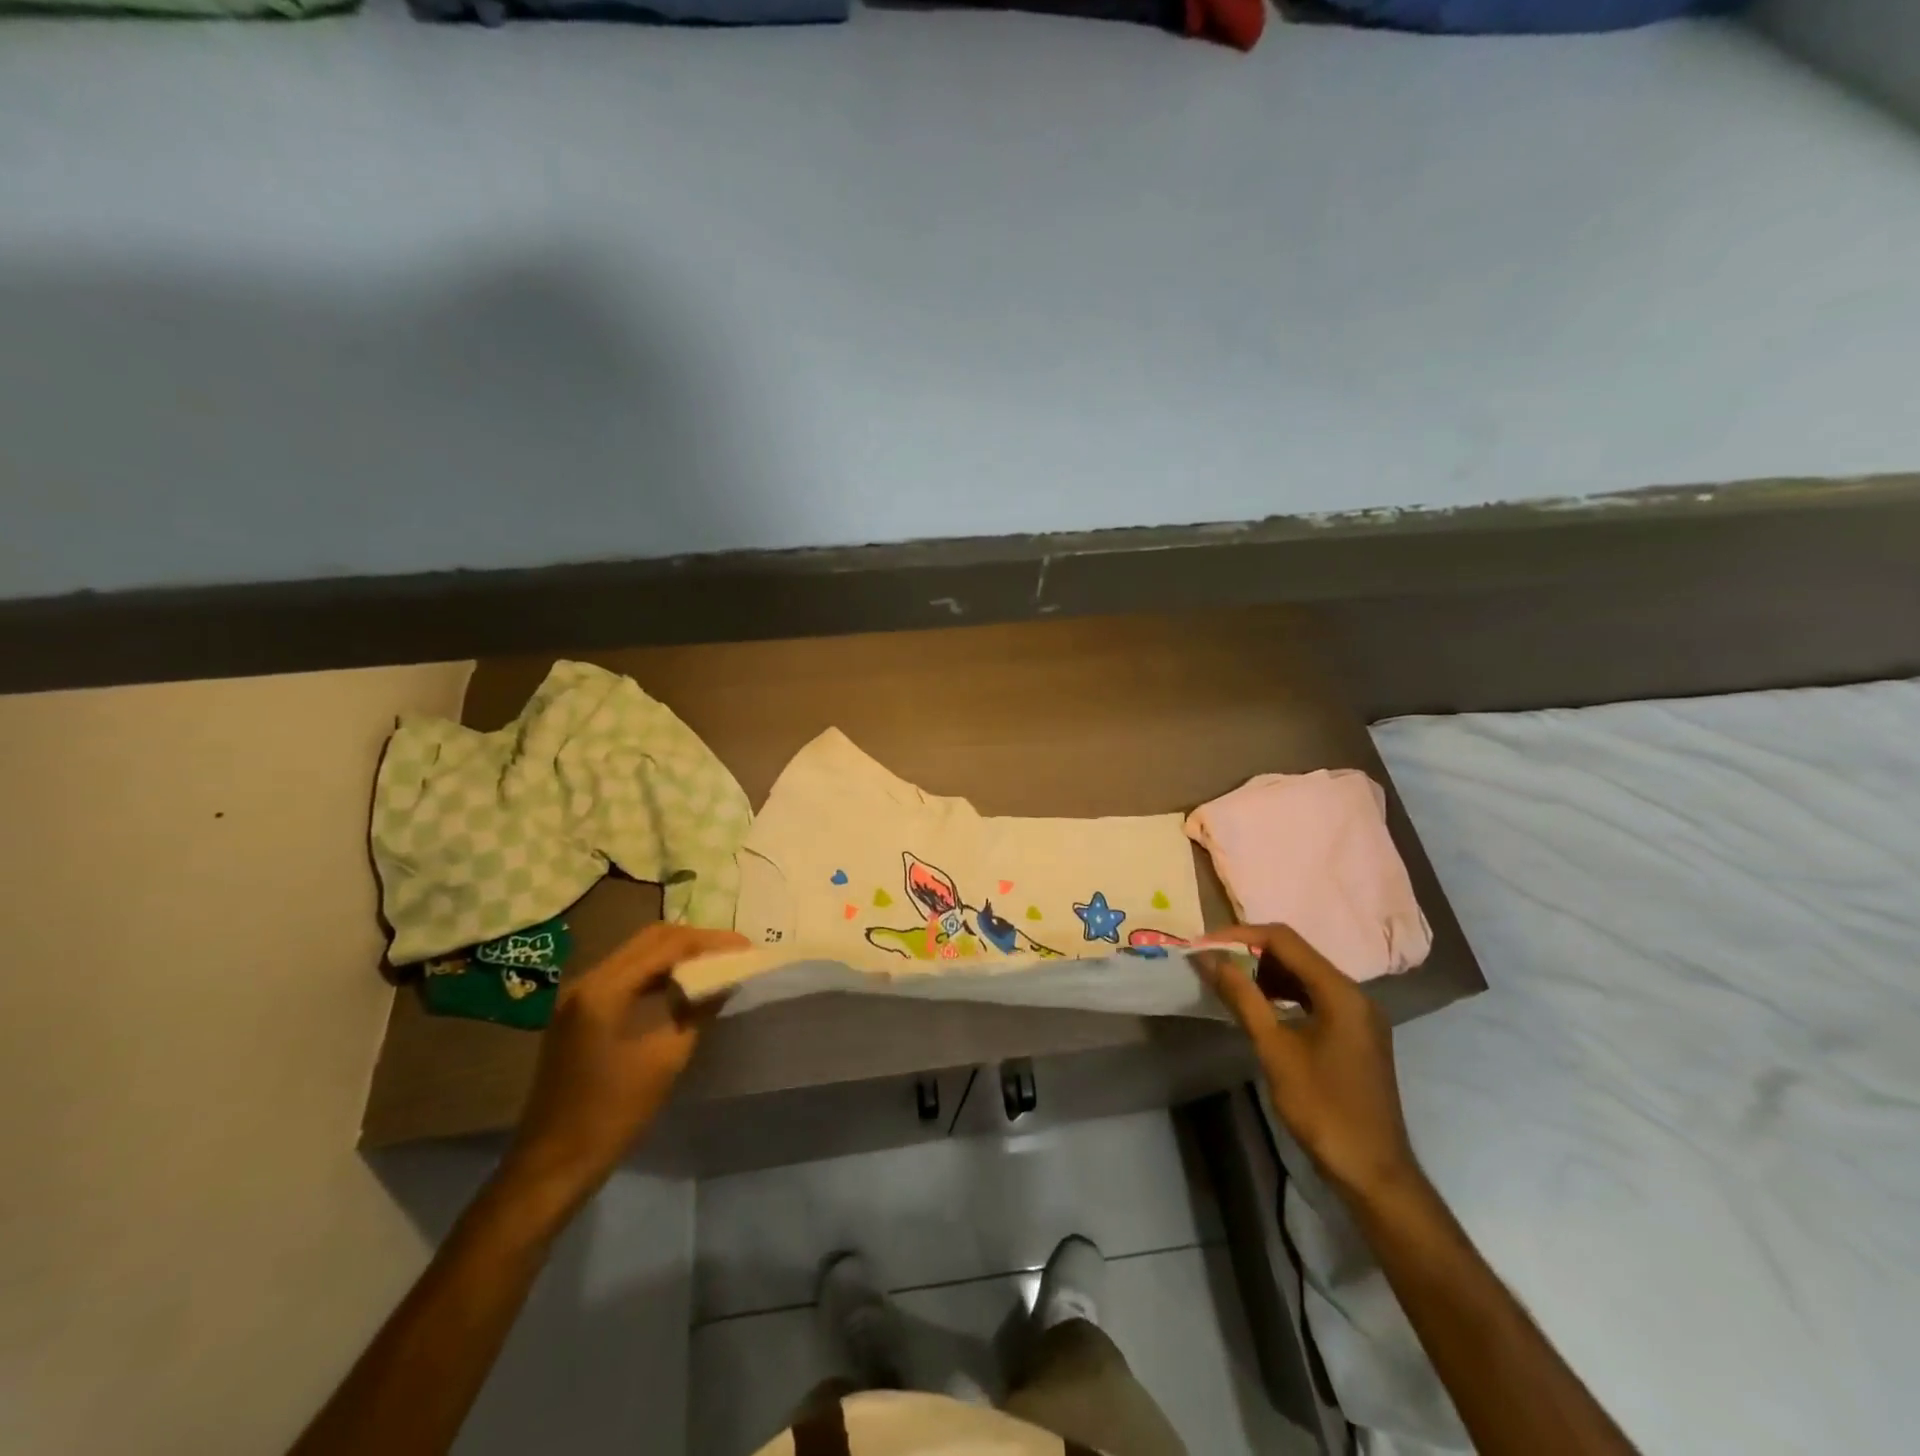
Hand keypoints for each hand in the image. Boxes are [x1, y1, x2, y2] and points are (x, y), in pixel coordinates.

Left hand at [500, 922, 746, 1202]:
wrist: (553, 1163)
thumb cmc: (613, 1113)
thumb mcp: (666, 1059)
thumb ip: (697, 1010)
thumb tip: (725, 979)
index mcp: (605, 989)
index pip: (667, 945)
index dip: (710, 942)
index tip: (745, 948)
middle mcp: (588, 980)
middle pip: (650, 939)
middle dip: (695, 941)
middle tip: (732, 952)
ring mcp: (579, 996)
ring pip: (638, 954)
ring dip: (677, 954)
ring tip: (715, 964)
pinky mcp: (579, 1012)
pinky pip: (626, 974)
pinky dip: (658, 972)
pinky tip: (683, 986)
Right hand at [1196, 924, 1422, 1206]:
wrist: (1372, 1172)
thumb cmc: (1323, 1108)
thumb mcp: (1275, 1050)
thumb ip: (1243, 998)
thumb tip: (1209, 959)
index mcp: (1341, 992)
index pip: (1284, 940)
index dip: (1240, 935)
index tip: (1204, 946)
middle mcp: (1355, 994)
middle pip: (1296, 953)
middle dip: (1251, 952)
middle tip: (1212, 963)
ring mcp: (1358, 1014)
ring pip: (1304, 974)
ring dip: (1265, 972)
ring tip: (1228, 982)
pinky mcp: (1355, 1033)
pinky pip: (1314, 996)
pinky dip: (1284, 993)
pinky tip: (1259, 1006)